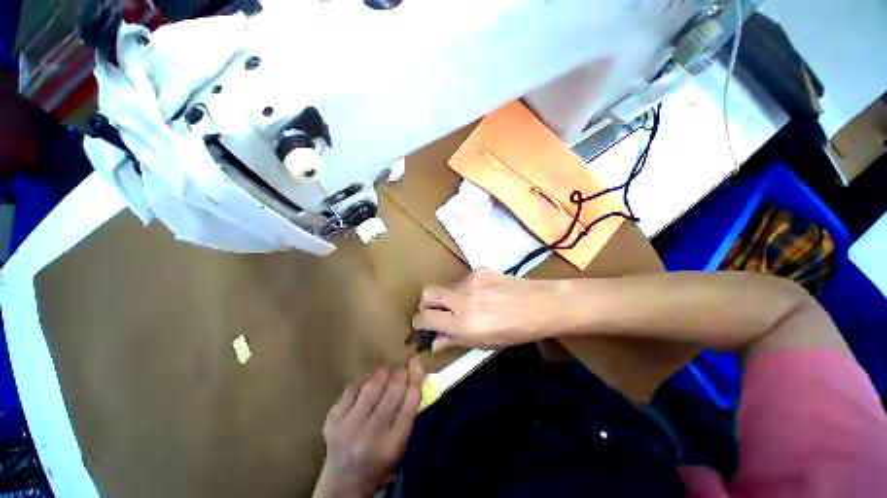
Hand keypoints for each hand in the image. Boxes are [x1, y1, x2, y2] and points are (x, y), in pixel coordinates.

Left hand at [314, 358, 423, 497]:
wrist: (342, 486)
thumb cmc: (379, 464)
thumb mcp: (400, 444)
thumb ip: (408, 411)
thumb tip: (417, 374)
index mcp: (392, 445)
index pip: (410, 402)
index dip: (415, 376)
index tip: (416, 361)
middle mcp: (370, 436)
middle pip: (392, 391)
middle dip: (400, 371)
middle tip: (403, 359)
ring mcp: (348, 427)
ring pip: (372, 386)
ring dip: (383, 372)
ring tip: (387, 366)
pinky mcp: (332, 421)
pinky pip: (352, 389)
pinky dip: (363, 380)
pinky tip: (368, 378)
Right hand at [411, 269, 568, 351]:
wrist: (539, 305)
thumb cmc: (514, 332)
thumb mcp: (483, 343)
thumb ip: (454, 341)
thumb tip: (434, 342)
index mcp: (461, 323)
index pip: (425, 318)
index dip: (419, 323)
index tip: (421, 326)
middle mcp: (460, 299)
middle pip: (427, 293)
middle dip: (425, 304)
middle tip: (435, 313)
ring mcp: (469, 281)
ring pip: (446, 287)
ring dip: (448, 298)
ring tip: (467, 306)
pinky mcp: (479, 270)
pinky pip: (463, 281)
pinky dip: (465, 290)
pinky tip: (482, 295)